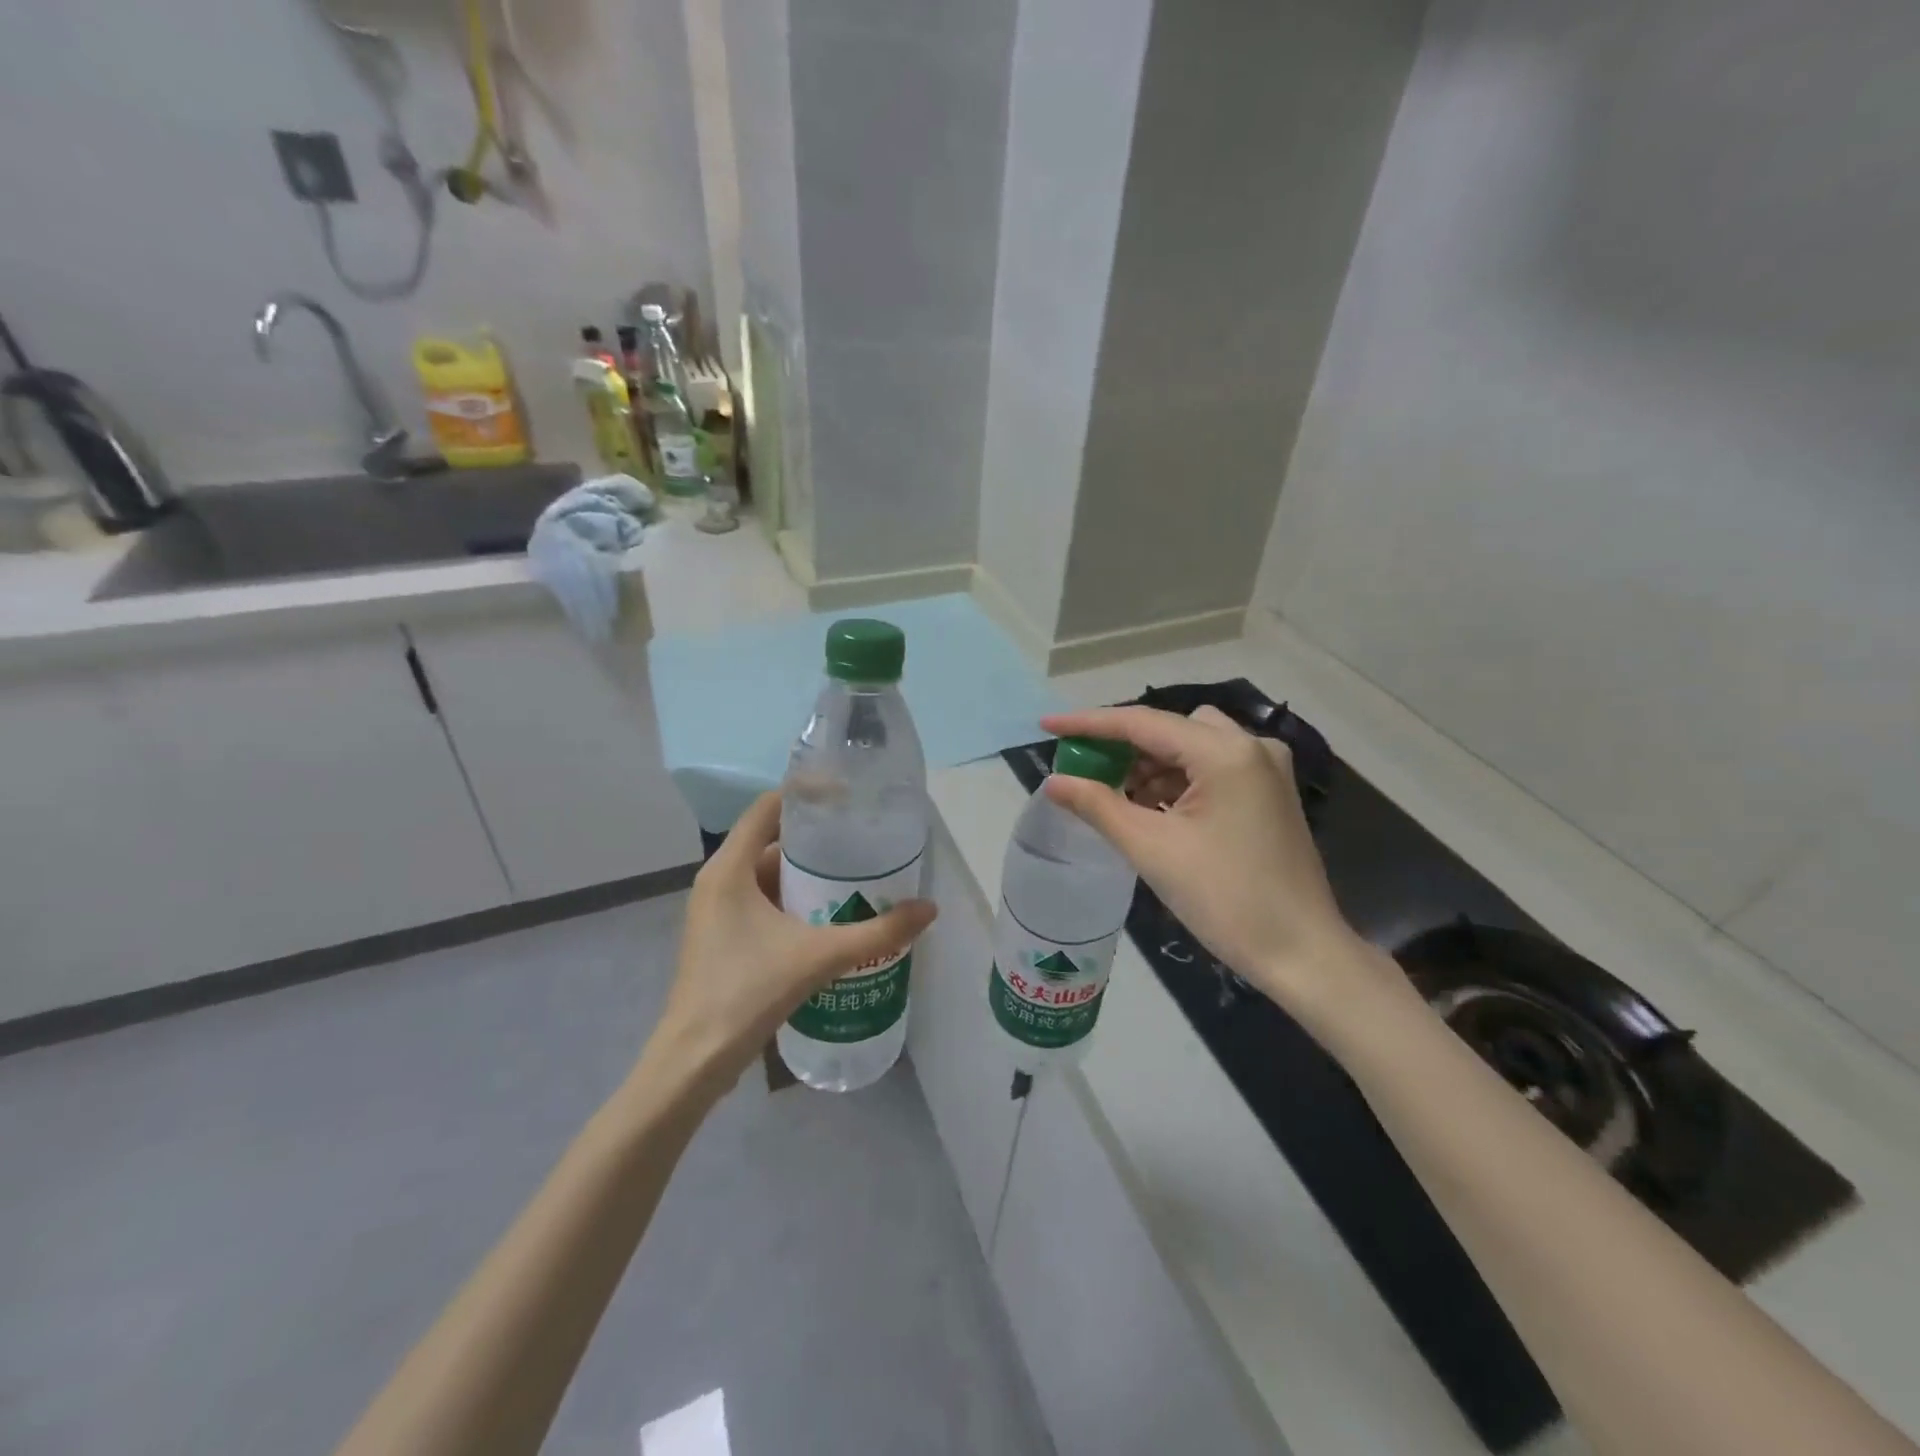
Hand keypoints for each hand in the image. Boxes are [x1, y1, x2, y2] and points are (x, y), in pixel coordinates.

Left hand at [645, 792, 936, 1094]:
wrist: (695, 1060)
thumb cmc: (747, 992)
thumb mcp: (818, 956)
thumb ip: (877, 932)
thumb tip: (928, 910)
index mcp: (729, 868)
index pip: (768, 807)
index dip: (807, 794)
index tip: (849, 796)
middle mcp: (718, 880)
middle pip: (771, 839)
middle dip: (817, 838)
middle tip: (863, 838)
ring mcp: (717, 909)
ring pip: (767, 873)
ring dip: (807, 873)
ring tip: (856, 874)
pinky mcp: (722, 935)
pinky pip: (761, 899)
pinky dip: (793, 899)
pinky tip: (829, 914)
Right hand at [1039, 706, 1403, 1029]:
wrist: (1301, 953)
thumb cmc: (1226, 899)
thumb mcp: (1152, 849)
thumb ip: (1098, 805)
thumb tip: (1054, 781)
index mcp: (1225, 753)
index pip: (1142, 723)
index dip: (1089, 724)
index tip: (1046, 726)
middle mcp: (1251, 746)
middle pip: (1169, 728)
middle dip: (1122, 746)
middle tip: (1082, 769)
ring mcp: (1266, 768)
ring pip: (1190, 747)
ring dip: (1150, 765)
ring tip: (1113, 795)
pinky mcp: (1268, 793)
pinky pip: (1210, 769)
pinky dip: (1176, 781)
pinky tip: (1150, 808)